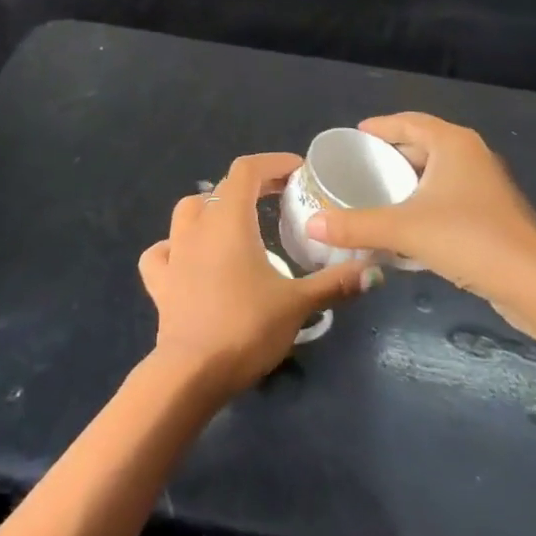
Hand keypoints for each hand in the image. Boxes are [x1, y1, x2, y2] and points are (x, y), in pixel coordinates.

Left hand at [139, 152, 378, 396]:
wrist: (192, 372)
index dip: (273, 163)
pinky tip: (188, 259)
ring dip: (211, 209)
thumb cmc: (247, 327)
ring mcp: (174, 252)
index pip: (247, 170)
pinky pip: (162, 252)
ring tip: (235, 224)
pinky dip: (174, 248)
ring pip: (187, 212)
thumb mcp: (298, 304)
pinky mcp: (159, 281)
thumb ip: (335, 283)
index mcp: (229, 219)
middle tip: (279, 198)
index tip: (298, 172)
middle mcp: (198, 226)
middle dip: (251, 186)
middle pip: (221, 188)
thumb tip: (375, 270)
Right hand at [304, 113, 535, 301]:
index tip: (353, 136)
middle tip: (357, 167)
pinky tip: (403, 224)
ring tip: (373, 193)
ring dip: (407, 181)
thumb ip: (357, 224)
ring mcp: (485, 186)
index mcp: (454, 144)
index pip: (409, 121)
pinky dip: (423, 202)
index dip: (380, 126)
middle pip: (423, 145)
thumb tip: (312, 225)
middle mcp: (472, 156)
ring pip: (436, 173)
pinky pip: (447, 197)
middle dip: (391, 154)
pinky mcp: (492, 214)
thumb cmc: (470, 239)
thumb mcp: (406, 229)